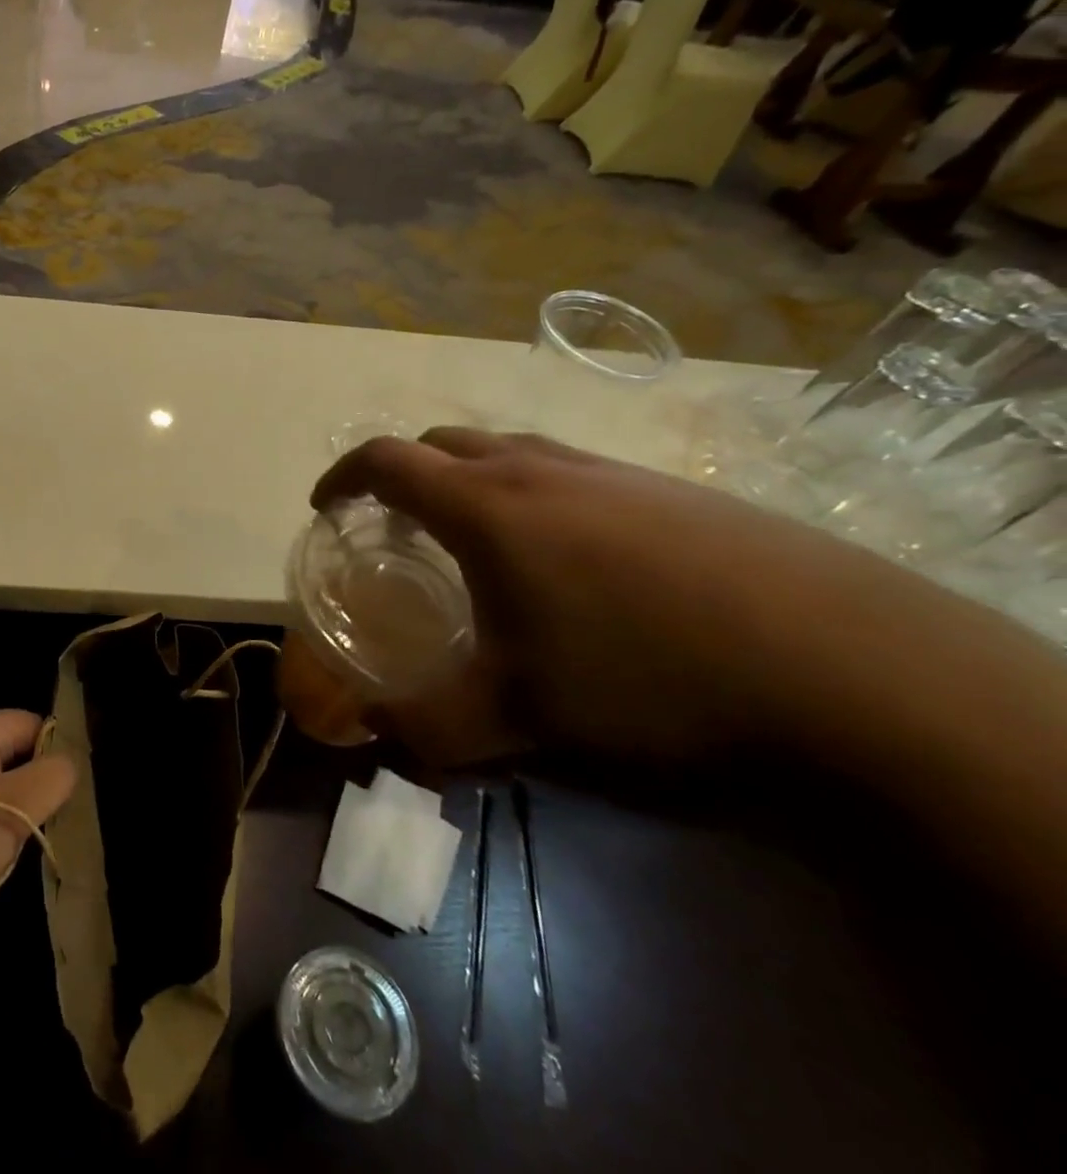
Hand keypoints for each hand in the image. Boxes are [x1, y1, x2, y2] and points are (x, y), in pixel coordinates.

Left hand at [0, 711, 74, 929]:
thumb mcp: (17, 809)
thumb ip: (54, 777)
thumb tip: (67, 763)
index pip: (33, 723)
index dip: (55, 756)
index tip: (62, 797)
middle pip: (8, 750)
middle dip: (28, 785)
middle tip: (36, 825)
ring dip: (0, 807)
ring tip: (4, 847)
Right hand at [311, 430, 953, 767]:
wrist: (850, 669)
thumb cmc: (645, 678)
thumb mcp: (519, 718)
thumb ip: (428, 728)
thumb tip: (374, 735)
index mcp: (485, 506)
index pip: (386, 461)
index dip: (342, 478)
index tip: (325, 507)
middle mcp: (538, 470)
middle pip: (444, 442)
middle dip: (404, 474)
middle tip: (398, 526)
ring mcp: (609, 472)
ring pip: (510, 451)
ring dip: (471, 480)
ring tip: (479, 543)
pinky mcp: (670, 490)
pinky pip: (571, 471)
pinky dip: (535, 494)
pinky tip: (573, 561)